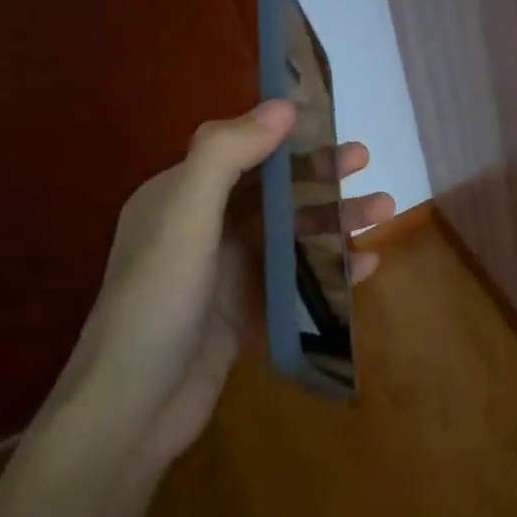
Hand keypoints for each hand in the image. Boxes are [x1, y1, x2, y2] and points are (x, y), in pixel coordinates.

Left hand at [60, 100, 393, 465]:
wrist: (131, 412)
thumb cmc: (157, 302)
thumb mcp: (185, 217)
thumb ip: (227, 154)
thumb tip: (282, 104)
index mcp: (179, 196)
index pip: (240, 151)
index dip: (287, 136)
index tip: (332, 124)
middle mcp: (201, 228)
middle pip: (272, 190)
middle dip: (320, 175)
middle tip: (368, 161)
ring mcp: (225, 273)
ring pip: (290, 234)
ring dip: (335, 220)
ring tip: (385, 212)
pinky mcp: (244, 313)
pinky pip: (294, 279)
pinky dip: (329, 269)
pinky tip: (366, 266)